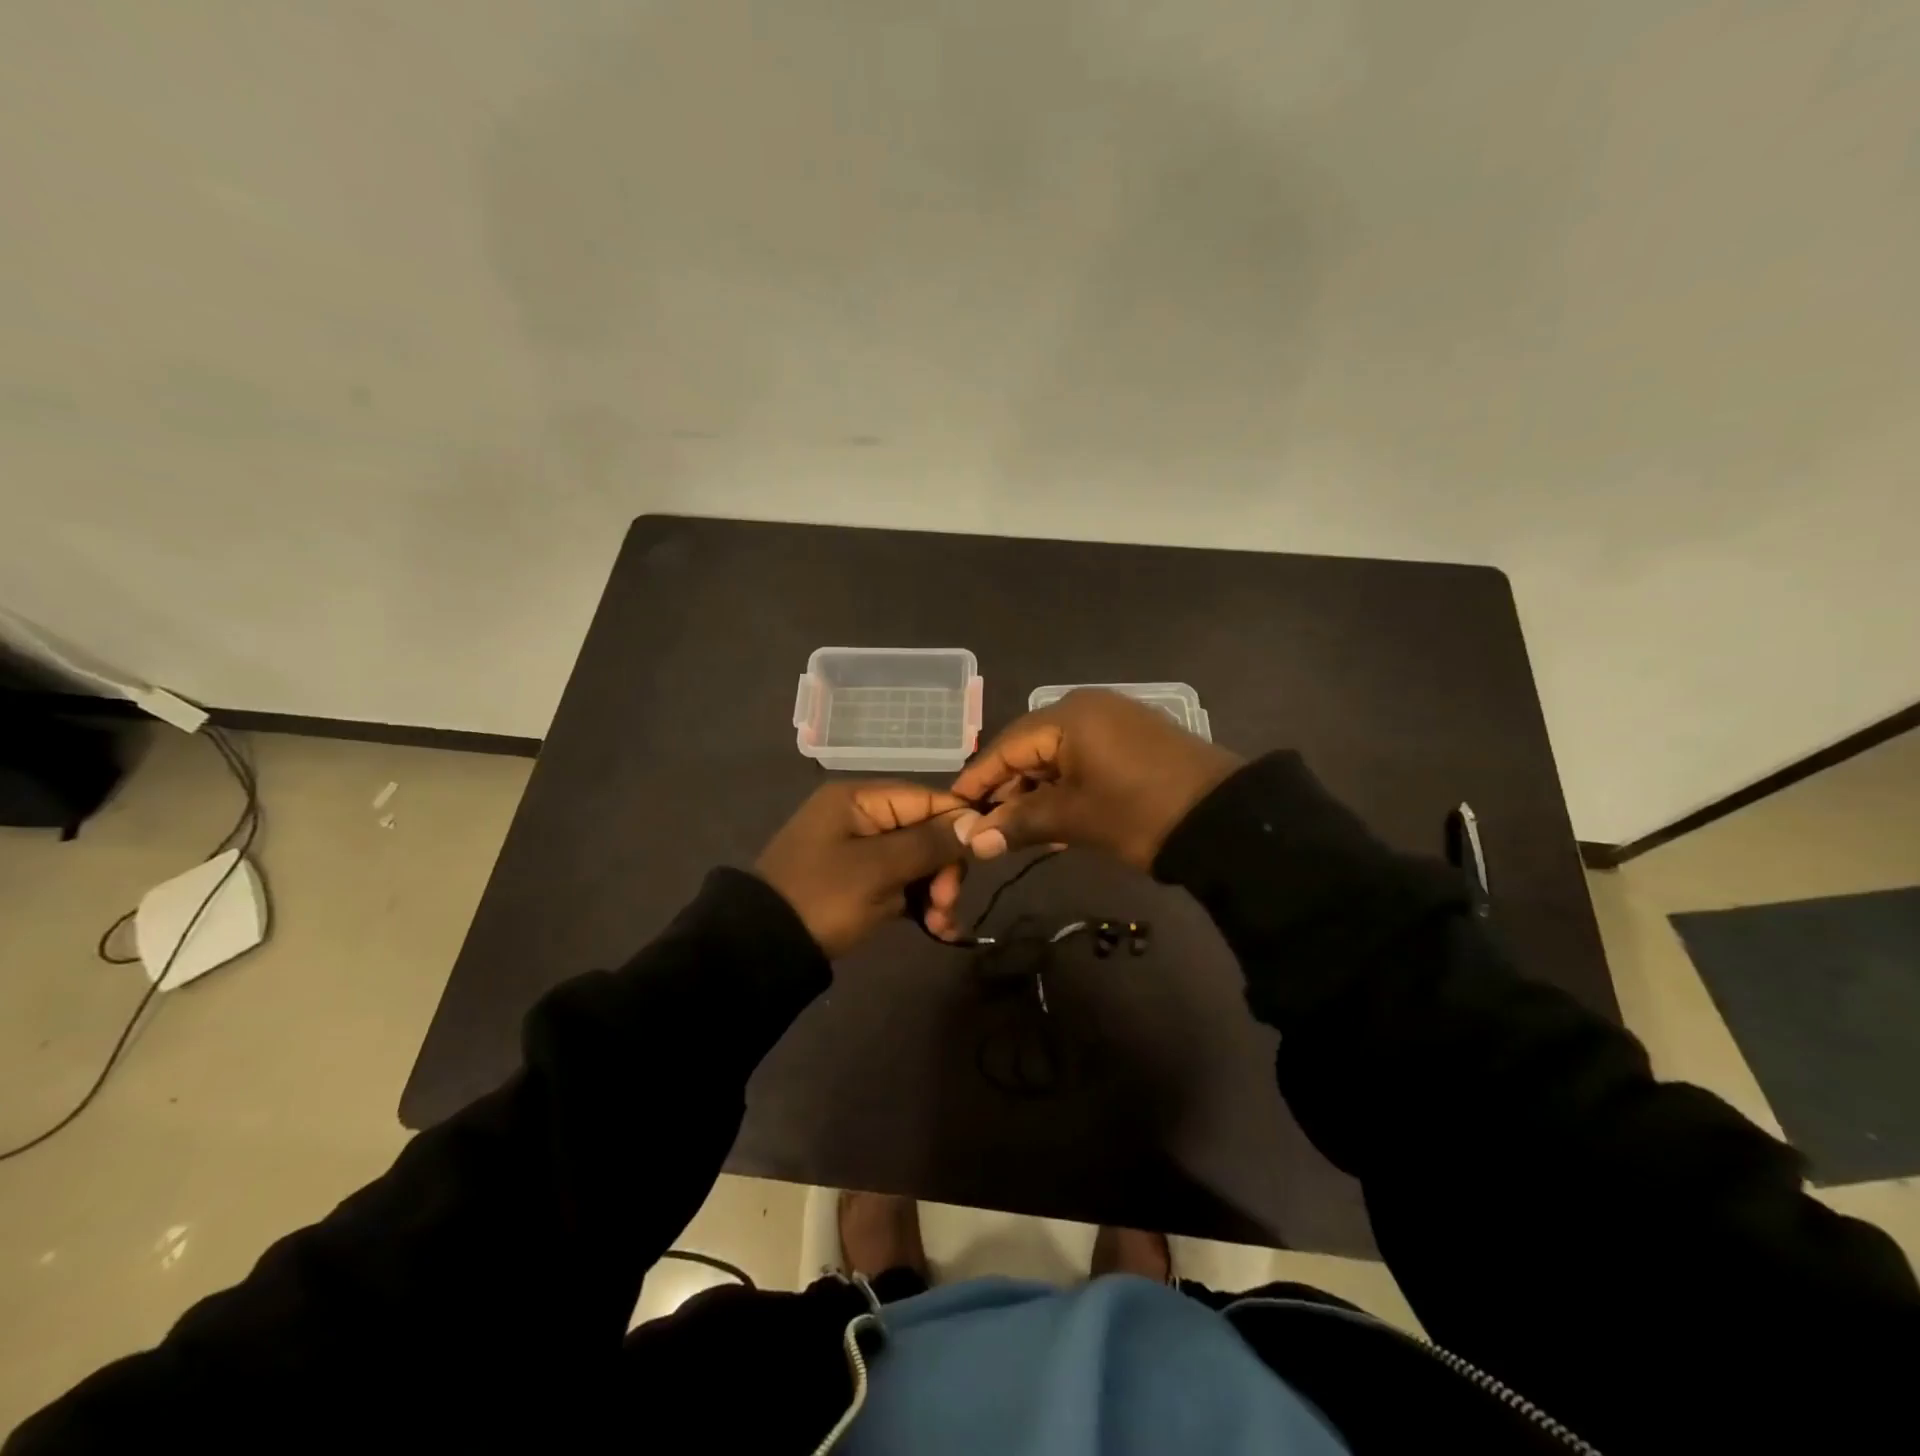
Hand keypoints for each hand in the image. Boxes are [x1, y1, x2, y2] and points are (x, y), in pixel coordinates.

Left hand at [754, 781, 970, 956]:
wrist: (763, 949)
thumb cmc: (823, 897)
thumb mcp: (878, 869)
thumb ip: (928, 843)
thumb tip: (975, 822)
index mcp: (859, 799)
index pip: (927, 799)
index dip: (958, 825)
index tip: (981, 857)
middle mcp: (862, 817)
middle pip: (925, 832)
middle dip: (944, 869)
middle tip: (947, 903)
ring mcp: (860, 852)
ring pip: (918, 862)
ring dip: (936, 892)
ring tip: (941, 925)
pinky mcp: (861, 883)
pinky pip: (902, 884)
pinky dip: (920, 904)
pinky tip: (937, 929)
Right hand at [949, 689, 1241, 870]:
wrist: (1227, 820)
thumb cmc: (1140, 813)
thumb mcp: (1074, 819)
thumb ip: (1019, 823)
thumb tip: (973, 841)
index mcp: (1068, 716)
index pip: (1006, 746)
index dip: (978, 781)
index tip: (953, 812)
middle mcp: (1086, 708)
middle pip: (1029, 749)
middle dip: (1008, 790)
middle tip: (988, 829)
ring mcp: (1112, 721)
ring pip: (1056, 757)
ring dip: (1036, 793)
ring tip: (1020, 831)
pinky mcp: (1132, 740)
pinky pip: (1082, 759)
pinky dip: (1065, 787)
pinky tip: (1056, 819)